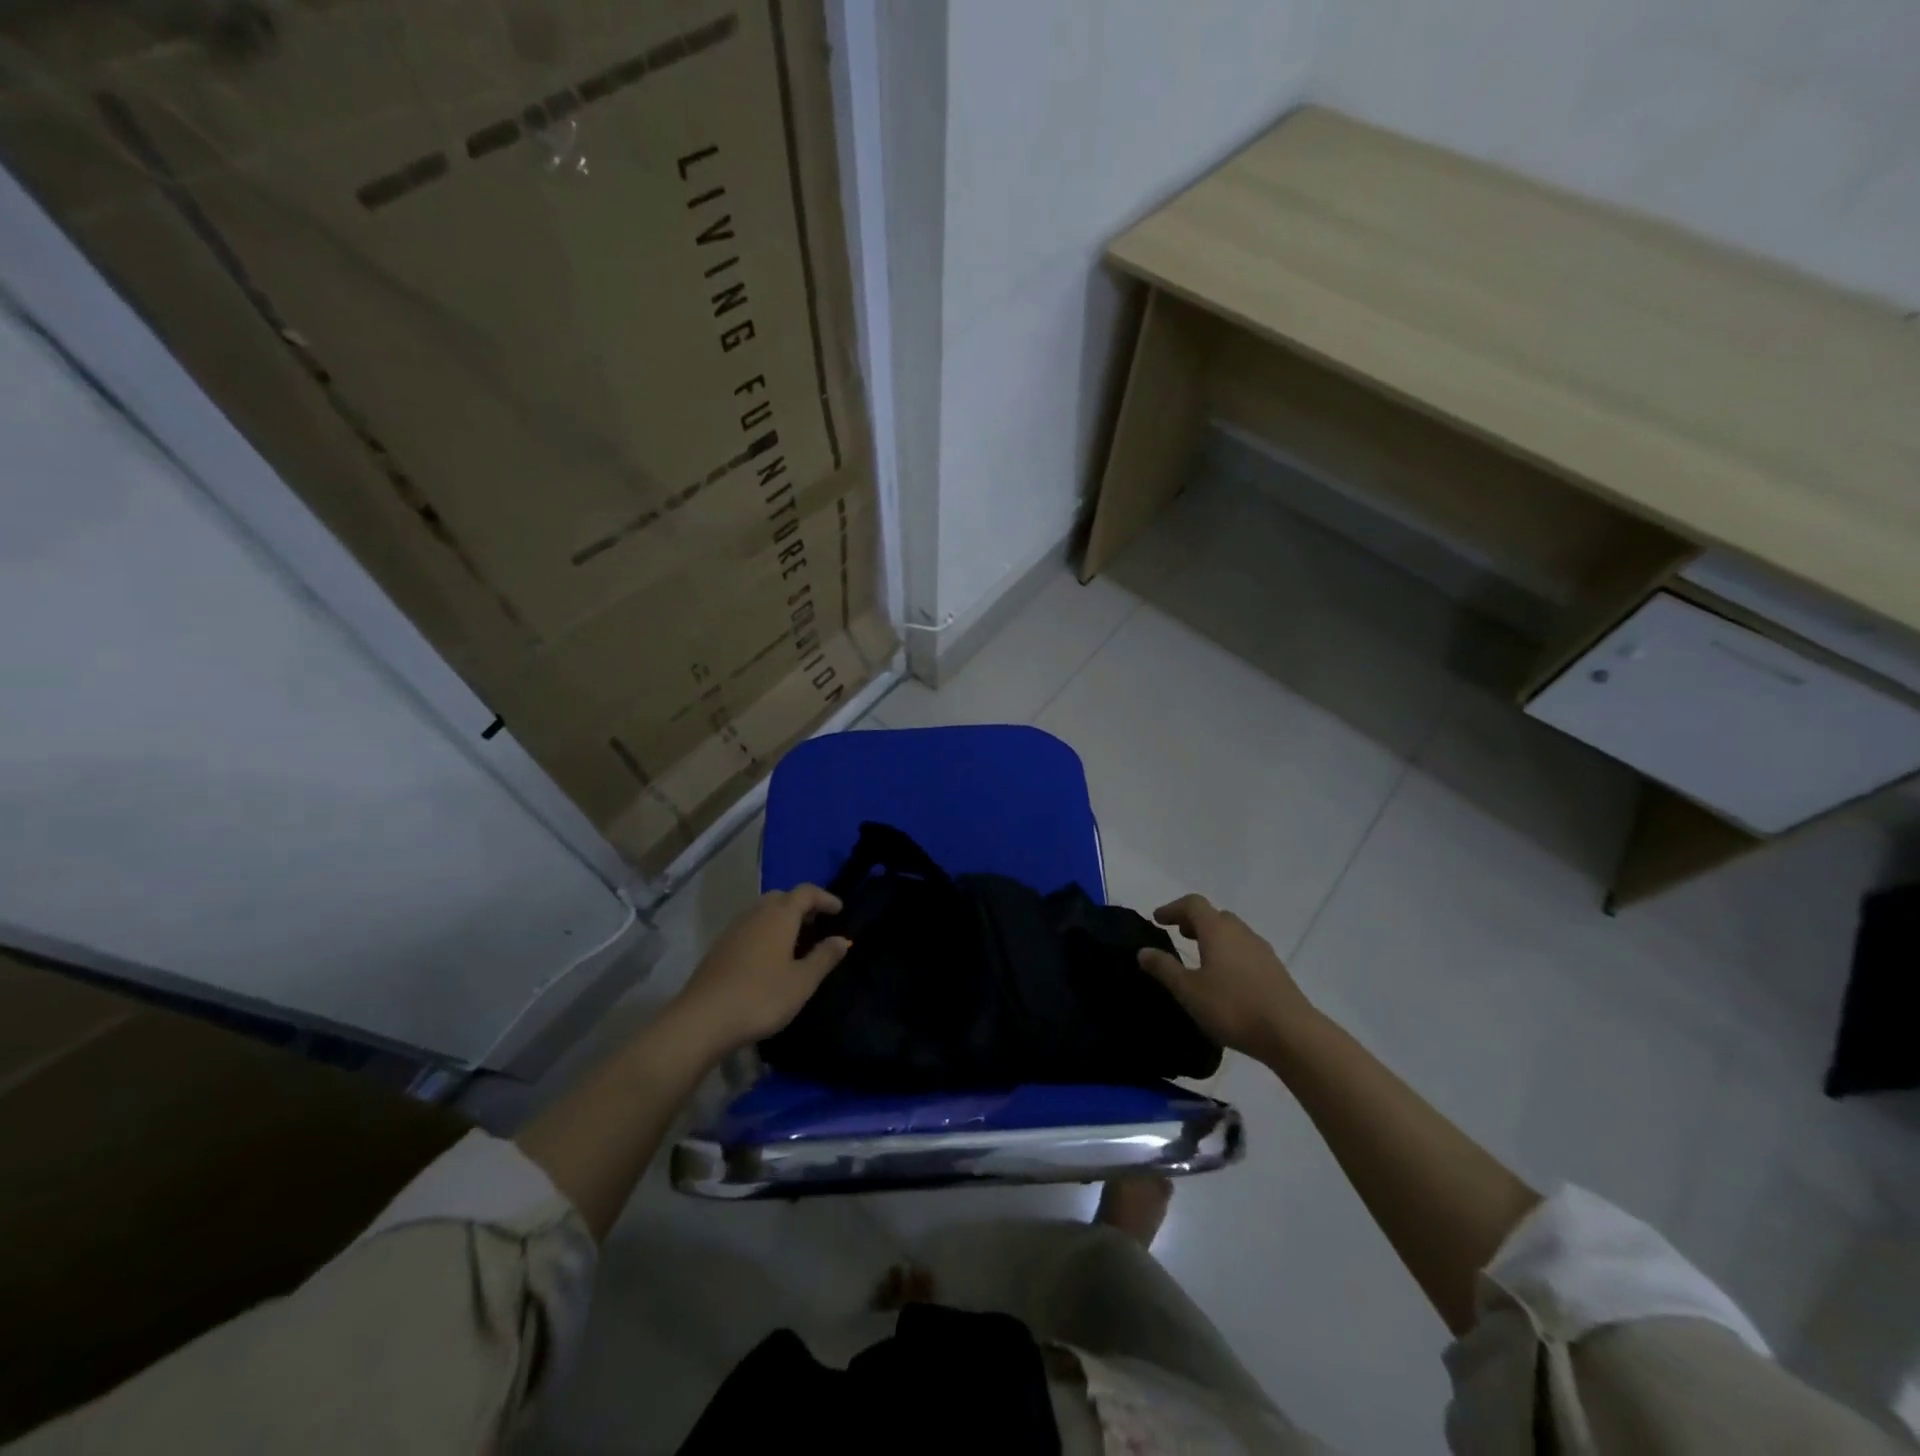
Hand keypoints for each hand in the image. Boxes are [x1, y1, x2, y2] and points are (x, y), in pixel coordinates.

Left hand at [666, 886, 850, 1059]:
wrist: (703, 1019)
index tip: (839, 910)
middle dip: (801, 905)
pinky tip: (768, 958)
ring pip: (762, 912)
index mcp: (779, 916)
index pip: (806, 892)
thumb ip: (824, 957)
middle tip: (816, 924)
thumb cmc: (761, 997)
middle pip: (781, 897)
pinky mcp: (719, 948)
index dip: (825, 898)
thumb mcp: (802, 982)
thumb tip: (842, 939)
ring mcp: (733, 930)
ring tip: (795, 943)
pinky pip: (749, 928)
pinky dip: (764, 932)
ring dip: (781, 919)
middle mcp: (756, 914)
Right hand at [1138, 894, 1316, 1060]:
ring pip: (1233, 932)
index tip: (1158, 920)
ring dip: (1213, 937)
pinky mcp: (1274, 969)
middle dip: (1194, 921)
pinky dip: (1229, 952)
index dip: (1173, 908)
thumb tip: (1143, 951)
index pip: (1193, 904)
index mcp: (1217, 930)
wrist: (1291, 1033)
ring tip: (1200, 957)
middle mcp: (1240, 932)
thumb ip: (1164, 968)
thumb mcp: (1189, 991)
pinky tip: (1225, 978)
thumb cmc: (1232, 1007)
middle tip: (1179, 935)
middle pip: (1215, 915)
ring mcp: (1261, 950)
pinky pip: (1245, 950)